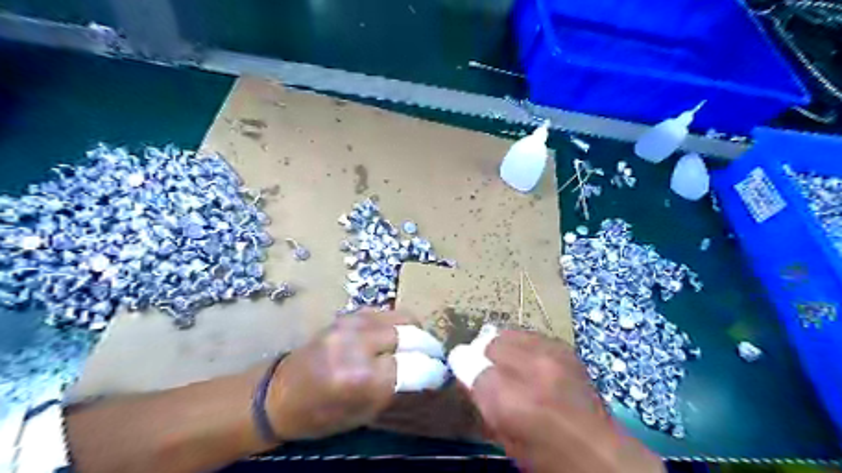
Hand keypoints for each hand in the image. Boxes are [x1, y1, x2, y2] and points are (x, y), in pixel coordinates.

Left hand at [266, 313, 446, 440]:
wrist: (277, 394)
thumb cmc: (319, 415)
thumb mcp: (363, 414)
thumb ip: (399, 390)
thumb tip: (430, 374)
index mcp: (362, 377)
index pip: (417, 366)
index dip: (434, 371)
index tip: (441, 375)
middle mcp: (359, 342)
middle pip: (413, 334)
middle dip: (428, 348)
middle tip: (433, 359)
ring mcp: (352, 322)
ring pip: (403, 317)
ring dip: (415, 333)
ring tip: (415, 348)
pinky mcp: (348, 314)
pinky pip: (386, 313)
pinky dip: (397, 325)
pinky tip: (394, 338)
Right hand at [451, 329, 660, 472]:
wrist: (598, 452)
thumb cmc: (544, 452)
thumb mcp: (502, 433)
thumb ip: (478, 395)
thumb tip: (460, 363)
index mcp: (512, 400)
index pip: (469, 364)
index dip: (464, 368)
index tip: (466, 376)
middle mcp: (533, 368)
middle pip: (489, 342)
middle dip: (482, 355)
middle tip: (488, 373)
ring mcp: (552, 353)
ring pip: (508, 333)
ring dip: (501, 348)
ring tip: (508, 367)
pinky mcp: (564, 348)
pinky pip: (528, 335)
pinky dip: (521, 346)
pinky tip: (527, 363)